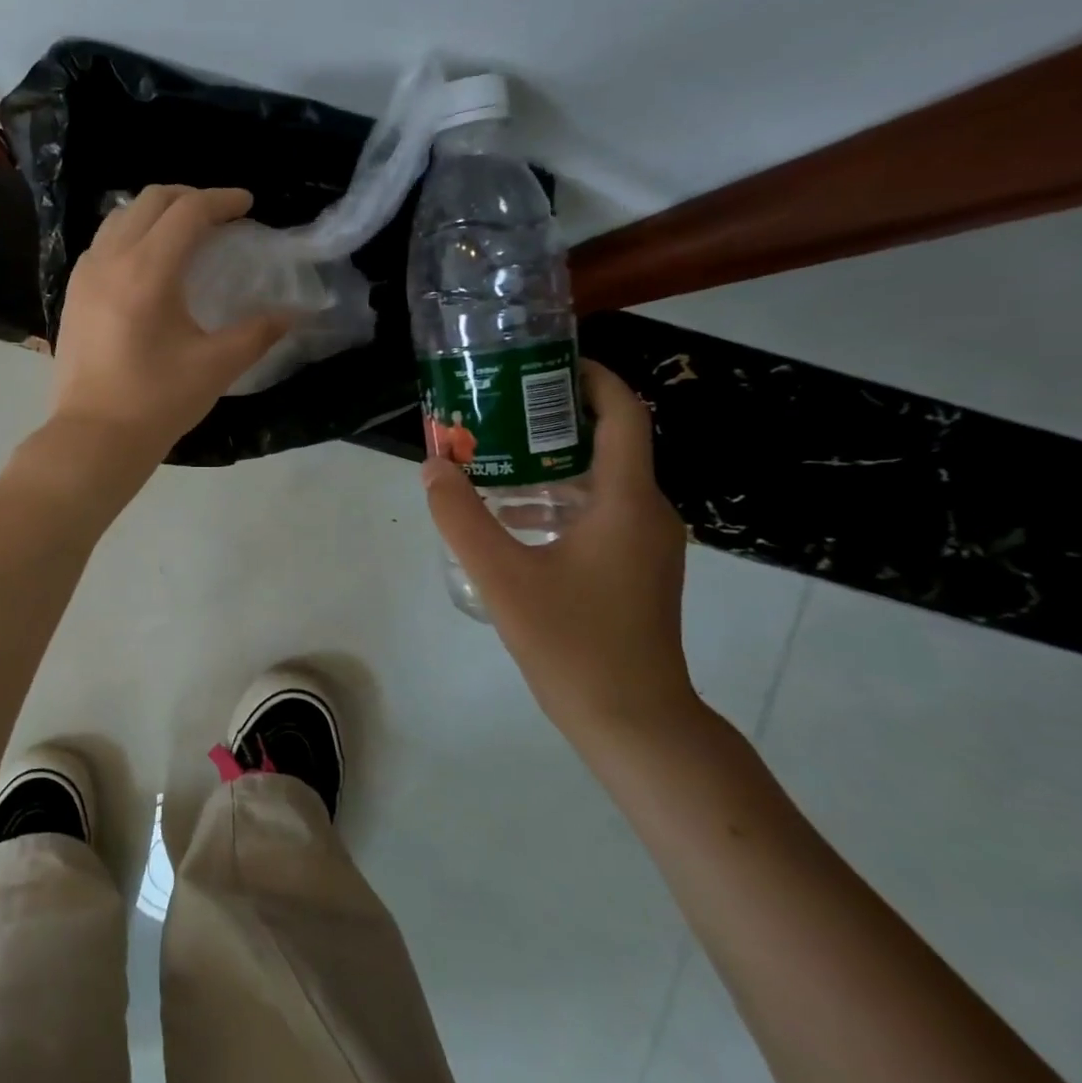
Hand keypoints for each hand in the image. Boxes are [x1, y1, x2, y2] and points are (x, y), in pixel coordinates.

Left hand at [46, 185, 292, 475]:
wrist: (93, 438)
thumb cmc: (156, 402)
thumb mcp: (216, 367)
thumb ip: (257, 333)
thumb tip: (293, 314)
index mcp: (147, 272)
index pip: (187, 212)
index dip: (220, 201)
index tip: (246, 205)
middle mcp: (110, 261)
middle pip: (149, 202)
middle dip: (188, 197)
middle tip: (218, 215)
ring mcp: (84, 277)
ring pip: (119, 219)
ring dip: (154, 213)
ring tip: (182, 234)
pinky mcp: (72, 296)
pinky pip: (102, 245)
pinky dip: (128, 236)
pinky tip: (145, 264)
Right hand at [421, 360, 696, 739]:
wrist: (633, 719)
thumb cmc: (573, 641)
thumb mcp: (501, 575)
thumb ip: (461, 516)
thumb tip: (434, 465)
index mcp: (627, 502)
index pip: (622, 415)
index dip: (591, 378)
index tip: (544, 363)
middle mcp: (647, 512)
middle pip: (606, 444)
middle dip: (551, 421)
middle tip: (495, 411)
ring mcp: (645, 544)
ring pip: (597, 482)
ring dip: (547, 465)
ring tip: (490, 460)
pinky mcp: (635, 568)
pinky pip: (596, 513)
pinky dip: (555, 501)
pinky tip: (509, 518)